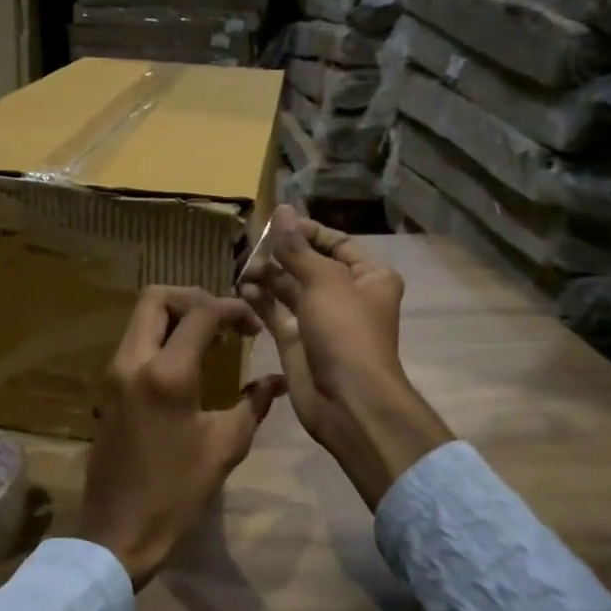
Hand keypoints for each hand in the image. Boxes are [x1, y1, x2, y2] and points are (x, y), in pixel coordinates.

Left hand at [80, 286, 285, 588]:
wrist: (118, 531)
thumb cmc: (176, 492)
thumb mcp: (225, 446)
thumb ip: (255, 403)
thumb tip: (277, 380)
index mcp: (166, 373)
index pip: (200, 313)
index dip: (232, 308)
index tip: (254, 326)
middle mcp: (132, 361)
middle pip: (156, 297)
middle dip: (194, 298)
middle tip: (224, 322)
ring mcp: (113, 373)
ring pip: (140, 318)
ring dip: (175, 317)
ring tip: (210, 340)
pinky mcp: (107, 388)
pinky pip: (134, 342)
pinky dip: (160, 337)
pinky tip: (187, 363)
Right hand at [241, 207, 451, 508]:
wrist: (347, 401)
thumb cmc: (345, 332)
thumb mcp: (323, 281)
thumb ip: (297, 248)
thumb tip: (282, 210)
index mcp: (369, 276)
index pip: (336, 242)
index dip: (306, 231)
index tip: (274, 223)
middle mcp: (346, 295)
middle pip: (309, 264)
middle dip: (281, 254)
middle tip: (249, 244)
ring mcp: (320, 320)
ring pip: (289, 289)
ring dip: (267, 276)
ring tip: (242, 266)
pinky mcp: (297, 342)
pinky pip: (276, 313)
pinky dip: (260, 300)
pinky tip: (241, 288)